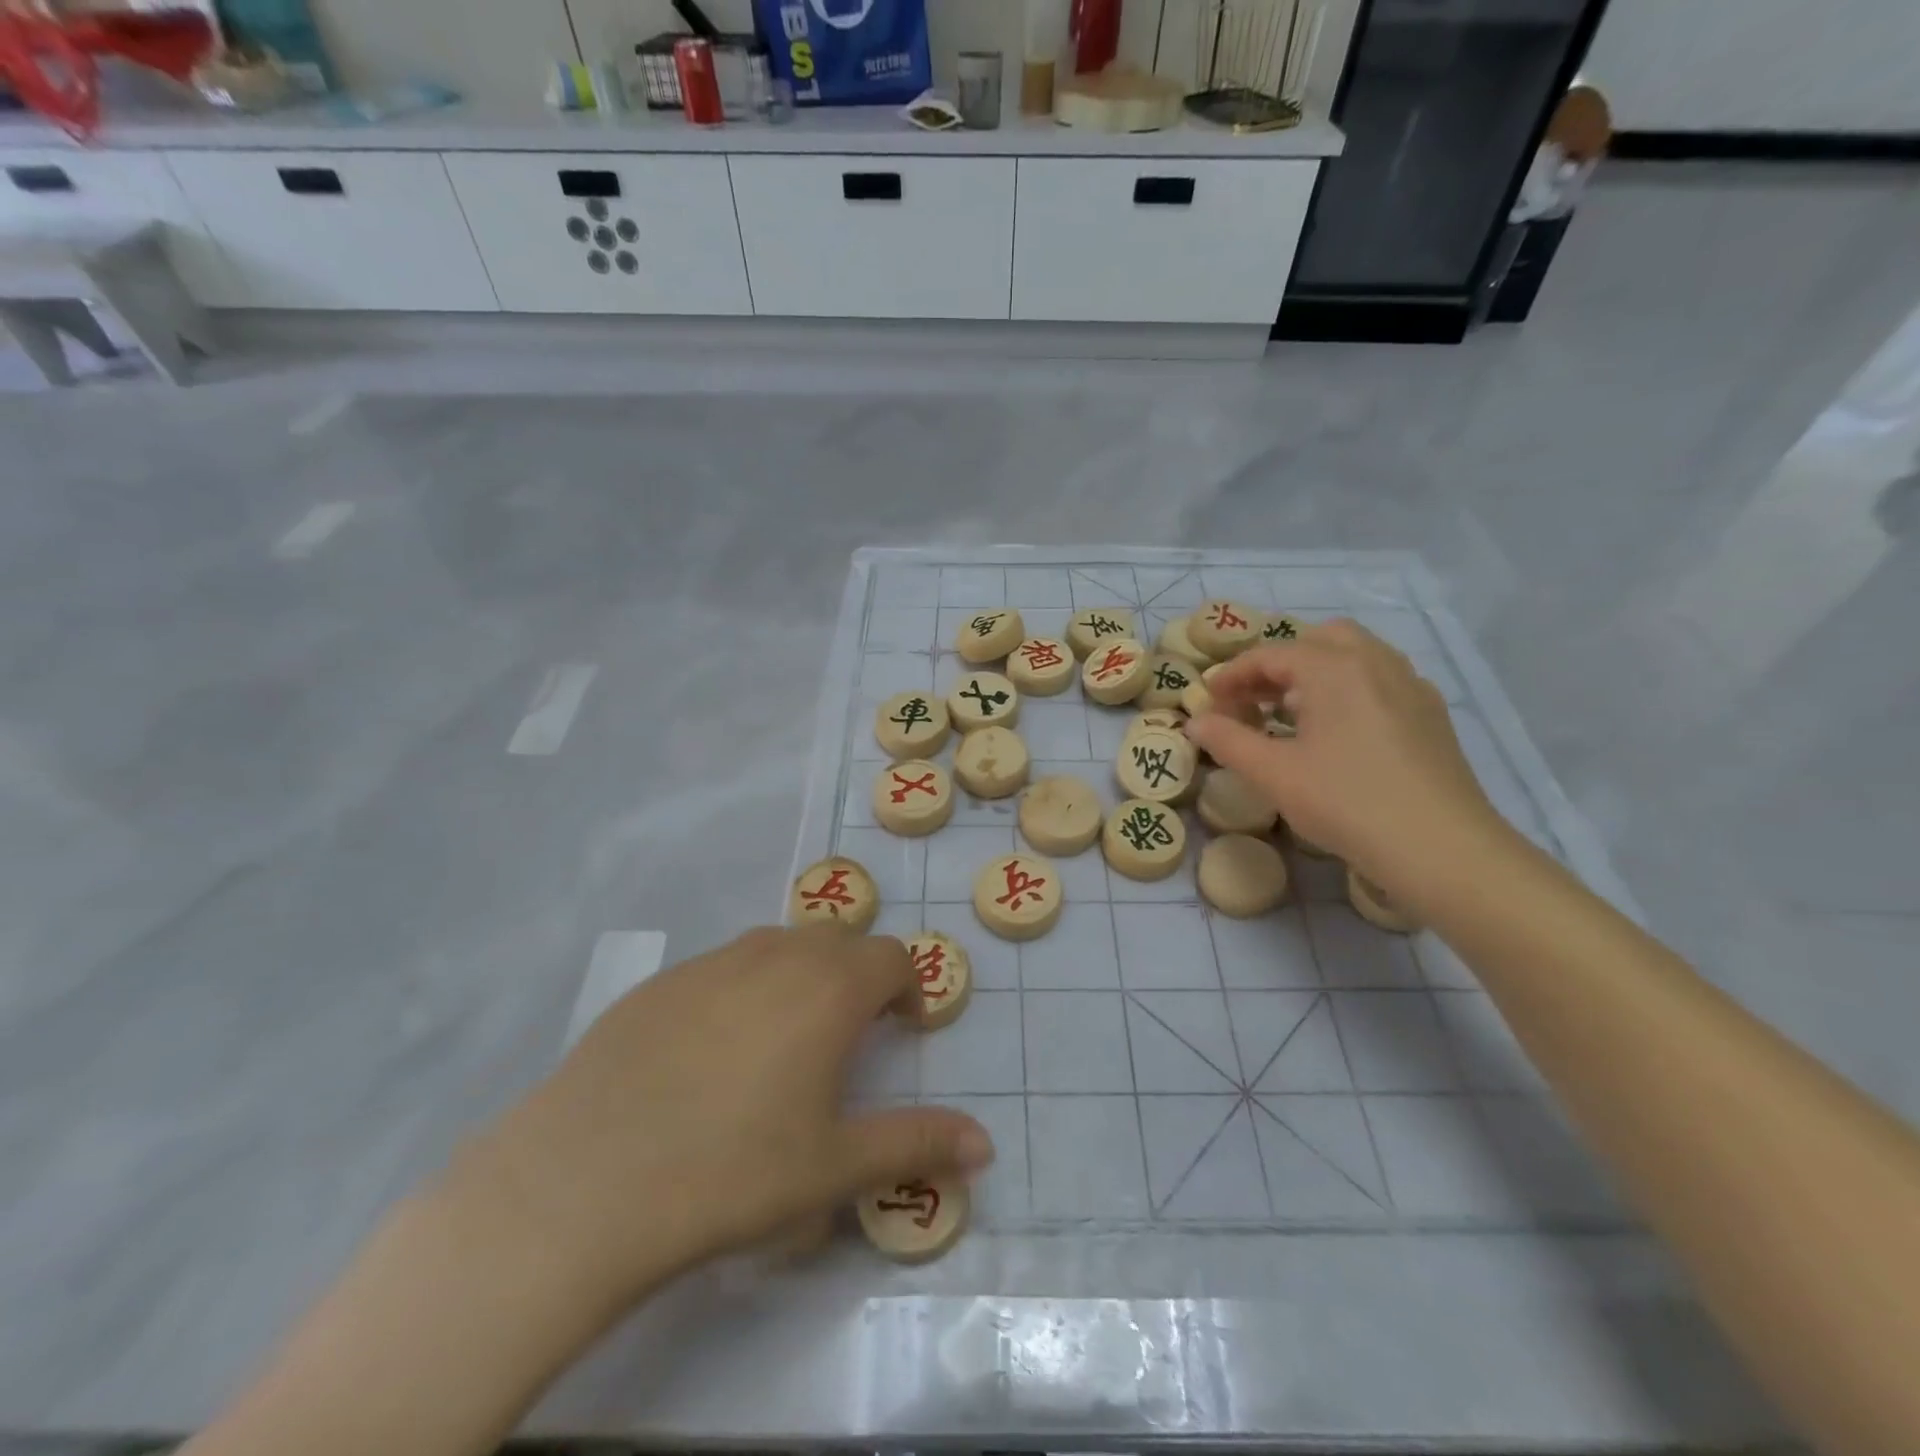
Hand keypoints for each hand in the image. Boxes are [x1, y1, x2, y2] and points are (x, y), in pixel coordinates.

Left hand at [460, 925, 993, 1314]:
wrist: (584, 1181)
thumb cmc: (732, 1172)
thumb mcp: (835, 1168)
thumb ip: (917, 1144)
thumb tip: (984, 1145)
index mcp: (830, 987)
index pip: (891, 957)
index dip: (907, 988)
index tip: (902, 1029)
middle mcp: (776, 954)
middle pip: (837, 941)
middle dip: (857, 976)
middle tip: (847, 1036)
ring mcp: (712, 962)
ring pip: (777, 947)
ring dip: (799, 977)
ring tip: (782, 1041)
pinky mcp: (658, 982)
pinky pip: (721, 969)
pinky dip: (740, 991)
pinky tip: (709, 1056)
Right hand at [1185, 619, 1505, 904]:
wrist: (1441, 848)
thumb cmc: (1346, 803)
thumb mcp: (1274, 774)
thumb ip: (1228, 740)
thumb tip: (1195, 722)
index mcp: (1334, 668)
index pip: (1270, 654)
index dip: (1232, 675)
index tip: (1208, 702)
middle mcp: (1375, 662)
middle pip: (1317, 640)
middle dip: (1278, 663)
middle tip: (1252, 701)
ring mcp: (1410, 685)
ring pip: (1355, 655)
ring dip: (1314, 672)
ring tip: (1290, 713)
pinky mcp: (1430, 713)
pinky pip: (1380, 679)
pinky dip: (1347, 687)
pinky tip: (1337, 730)